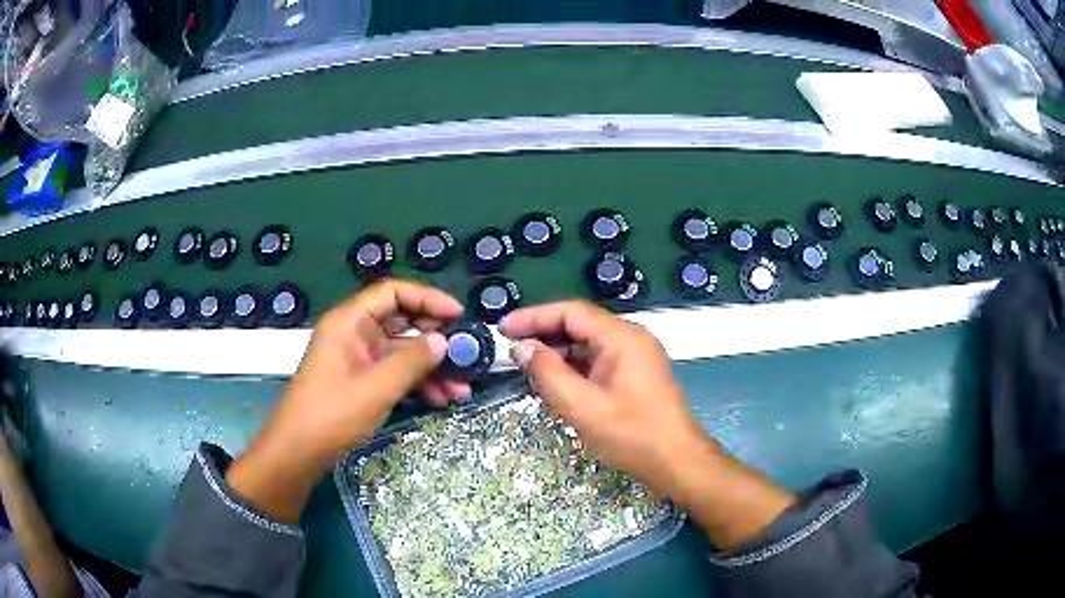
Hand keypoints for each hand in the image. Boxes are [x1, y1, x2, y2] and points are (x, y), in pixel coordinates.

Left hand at [227, 280, 466, 521]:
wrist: (298, 453)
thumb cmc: (332, 414)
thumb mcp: (376, 387)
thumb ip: (412, 361)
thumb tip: (443, 341)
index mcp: (349, 322)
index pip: (392, 293)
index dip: (427, 298)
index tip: (458, 315)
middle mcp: (354, 334)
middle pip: (401, 322)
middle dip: (435, 338)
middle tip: (466, 354)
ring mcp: (357, 360)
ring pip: (401, 352)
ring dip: (431, 367)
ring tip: (461, 389)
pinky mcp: (360, 383)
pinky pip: (394, 374)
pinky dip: (417, 384)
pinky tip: (441, 400)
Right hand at [502, 301, 794, 550]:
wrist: (676, 460)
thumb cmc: (631, 434)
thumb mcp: (582, 407)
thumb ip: (549, 374)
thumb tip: (523, 348)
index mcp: (622, 337)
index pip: (571, 312)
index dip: (534, 316)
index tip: (504, 328)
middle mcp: (630, 338)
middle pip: (580, 325)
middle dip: (544, 334)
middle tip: (510, 349)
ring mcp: (635, 356)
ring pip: (587, 344)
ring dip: (557, 352)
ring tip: (525, 366)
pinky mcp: (634, 374)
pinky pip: (597, 360)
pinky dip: (573, 367)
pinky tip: (554, 381)